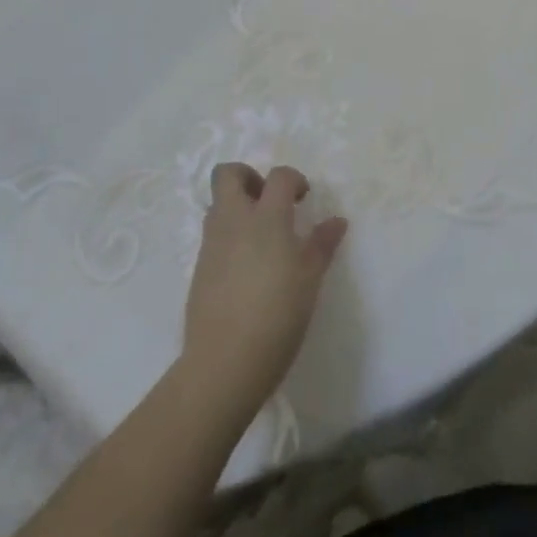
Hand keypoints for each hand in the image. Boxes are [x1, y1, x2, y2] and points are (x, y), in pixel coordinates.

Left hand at [182, 164, 346, 419]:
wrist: (225, 362)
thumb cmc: (278, 314)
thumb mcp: (310, 278)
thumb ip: (322, 243)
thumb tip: (336, 221)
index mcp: (266, 218)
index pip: (278, 177)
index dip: (294, 179)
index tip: (304, 199)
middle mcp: (233, 221)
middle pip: (228, 174)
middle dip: (249, 177)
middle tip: (270, 201)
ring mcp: (212, 244)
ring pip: (218, 204)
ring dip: (238, 206)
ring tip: (263, 236)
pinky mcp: (199, 269)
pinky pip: (214, 235)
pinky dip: (230, 236)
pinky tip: (249, 266)